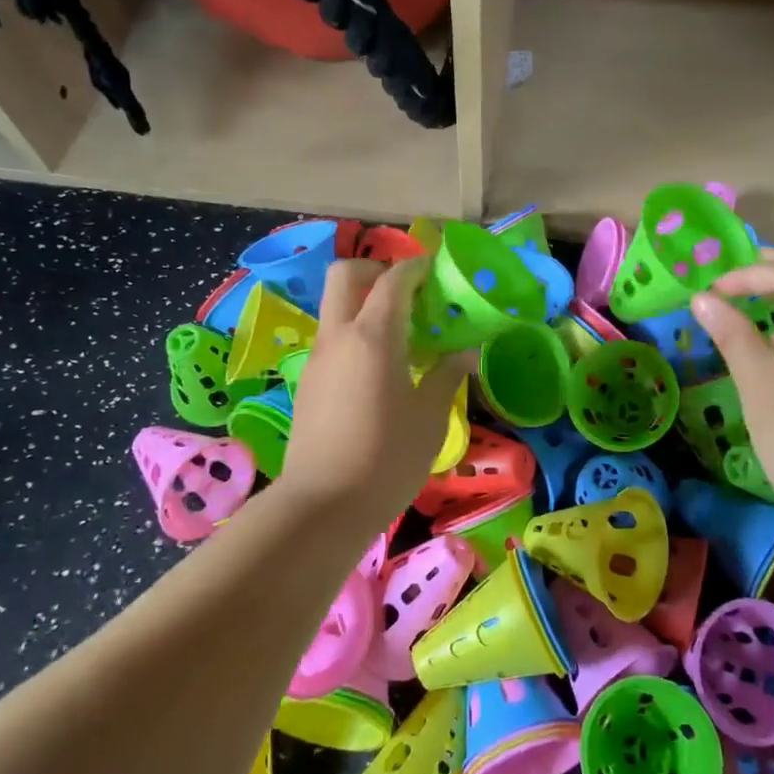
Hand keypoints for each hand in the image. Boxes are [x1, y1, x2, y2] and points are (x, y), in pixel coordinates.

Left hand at [281, 258, 470, 521]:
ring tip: (399, 335)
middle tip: (406, 293)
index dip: (414, 267)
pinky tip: (378, 369)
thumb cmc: (388, 458)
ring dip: (363, 303)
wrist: (323, 506)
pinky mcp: (308, 382)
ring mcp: (318, 358)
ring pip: (335, 307)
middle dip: (374, 270)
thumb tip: (466, 353)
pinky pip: (332, 338)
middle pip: (345, 274)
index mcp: (374, 336)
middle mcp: (339, 336)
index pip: (392, 280)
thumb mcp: (430, 418)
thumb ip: (447, 376)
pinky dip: (354, 333)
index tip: (434, 270)